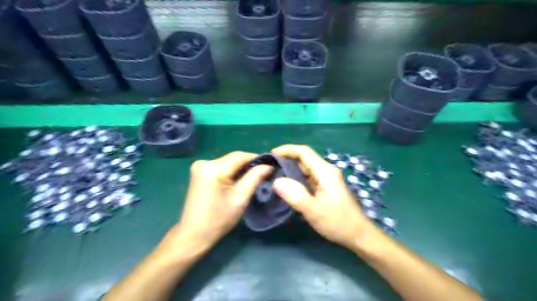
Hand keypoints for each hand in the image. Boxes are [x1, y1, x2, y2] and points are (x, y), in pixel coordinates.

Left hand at [162, 151, 272, 253]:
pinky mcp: (199, 172)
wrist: (194, 234)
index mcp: (213, 168)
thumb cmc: (219, 219)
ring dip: (241, 168)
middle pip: (233, 158)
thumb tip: (269, 165)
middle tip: (264, 172)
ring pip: (228, 162)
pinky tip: (239, 180)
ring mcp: (199, 166)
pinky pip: (221, 167)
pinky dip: (231, 172)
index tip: (271, 164)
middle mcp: (204, 162)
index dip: (257, 158)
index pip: (240, 156)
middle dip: (249, 164)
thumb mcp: (240, 198)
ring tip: (254, 176)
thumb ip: (255, 177)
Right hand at [273, 144, 374, 249]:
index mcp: (325, 172)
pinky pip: (308, 179)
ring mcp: (326, 180)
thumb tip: (276, 181)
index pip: (304, 152)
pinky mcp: (325, 188)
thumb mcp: (314, 210)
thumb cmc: (338, 222)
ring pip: (305, 170)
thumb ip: (295, 195)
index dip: (287, 150)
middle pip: (304, 159)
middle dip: (286, 160)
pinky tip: (287, 188)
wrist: (358, 235)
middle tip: (269, 169)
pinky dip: (296, 180)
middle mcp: (326, 171)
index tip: (271, 154)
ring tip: (274, 178)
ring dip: (290, 171)